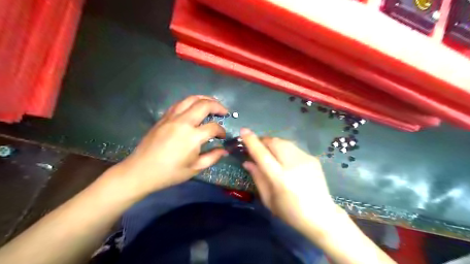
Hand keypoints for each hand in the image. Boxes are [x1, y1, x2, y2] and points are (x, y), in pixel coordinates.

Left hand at [112, 96, 228, 196]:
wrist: (141, 171)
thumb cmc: (169, 173)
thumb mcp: (195, 168)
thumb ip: (212, 157)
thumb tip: (224, 150)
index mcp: (192, 137)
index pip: (213, 127)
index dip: (221, 131)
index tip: (223, 136)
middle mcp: (183, 122)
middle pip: (204, 105)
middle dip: (218, 106)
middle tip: (224, 112)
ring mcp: (172, 117)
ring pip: (191, 99)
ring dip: (204, 99)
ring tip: (212, 103)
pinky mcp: (164, 117)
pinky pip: (179, 103)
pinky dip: (190, 102)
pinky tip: (194, 107)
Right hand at [239, 129, 343, 237]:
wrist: (321, 215)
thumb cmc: (290, 212)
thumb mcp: (268, 199)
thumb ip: (257, 177)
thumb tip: (247, 161)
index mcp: (280, 178)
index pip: (262, 154)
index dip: (251, 141)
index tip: (244, 130)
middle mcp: (293, 165)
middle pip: (274, 142)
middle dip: (263, 141)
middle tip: (258, 148)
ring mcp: (305, 159)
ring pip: (284, 142)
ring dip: (273, 144)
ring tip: (271, 153)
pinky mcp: (313, 158)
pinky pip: (293, 147)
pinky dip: (285, 149)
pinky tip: (286, 161)